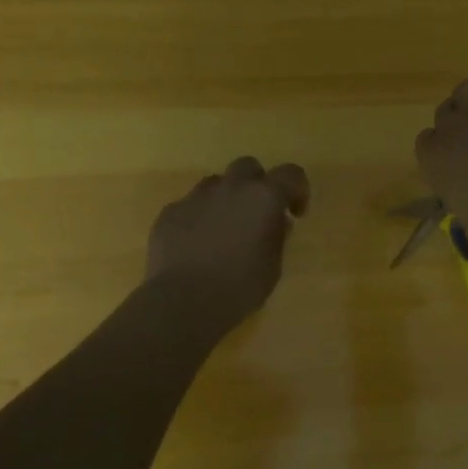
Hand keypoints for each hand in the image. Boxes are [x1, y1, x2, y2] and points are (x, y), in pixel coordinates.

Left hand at [146, 157, 310, 324]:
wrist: (183, 301)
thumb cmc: (239, 287)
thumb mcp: (273, 266)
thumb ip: (277, 236)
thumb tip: (278, 221)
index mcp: (263, 197)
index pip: (291, 174)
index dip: (297, 189)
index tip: (295, 212)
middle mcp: (231, 188)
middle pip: (248, 166)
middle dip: (256, 184)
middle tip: (256, 213)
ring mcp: (196, 197)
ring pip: (215, 183)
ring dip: (224, 198)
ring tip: (223, 229)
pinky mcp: (170, 212)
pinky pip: (189, 206)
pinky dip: (197, 218)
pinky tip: (194, 245)